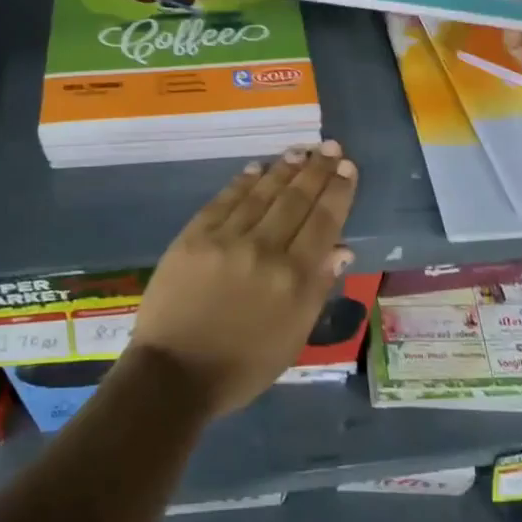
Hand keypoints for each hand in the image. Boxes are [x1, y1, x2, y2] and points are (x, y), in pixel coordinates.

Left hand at [128, 142, 358, 418]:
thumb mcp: (292, 338)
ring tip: (301, 150)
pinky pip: (225, 199)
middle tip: (330, 146)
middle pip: (296, 200)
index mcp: (293, 280)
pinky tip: (257, 167)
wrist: (173, 375)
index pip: (323, 222)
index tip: (348, 167)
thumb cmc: (241, 367)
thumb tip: (341, 248)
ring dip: (284, 168)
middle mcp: (264, 250)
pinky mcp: (195, 235)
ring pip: (262, 193)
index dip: (338, 192)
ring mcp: (227, 239)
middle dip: (317, 170)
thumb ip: (317, 288)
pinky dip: (244, 181)